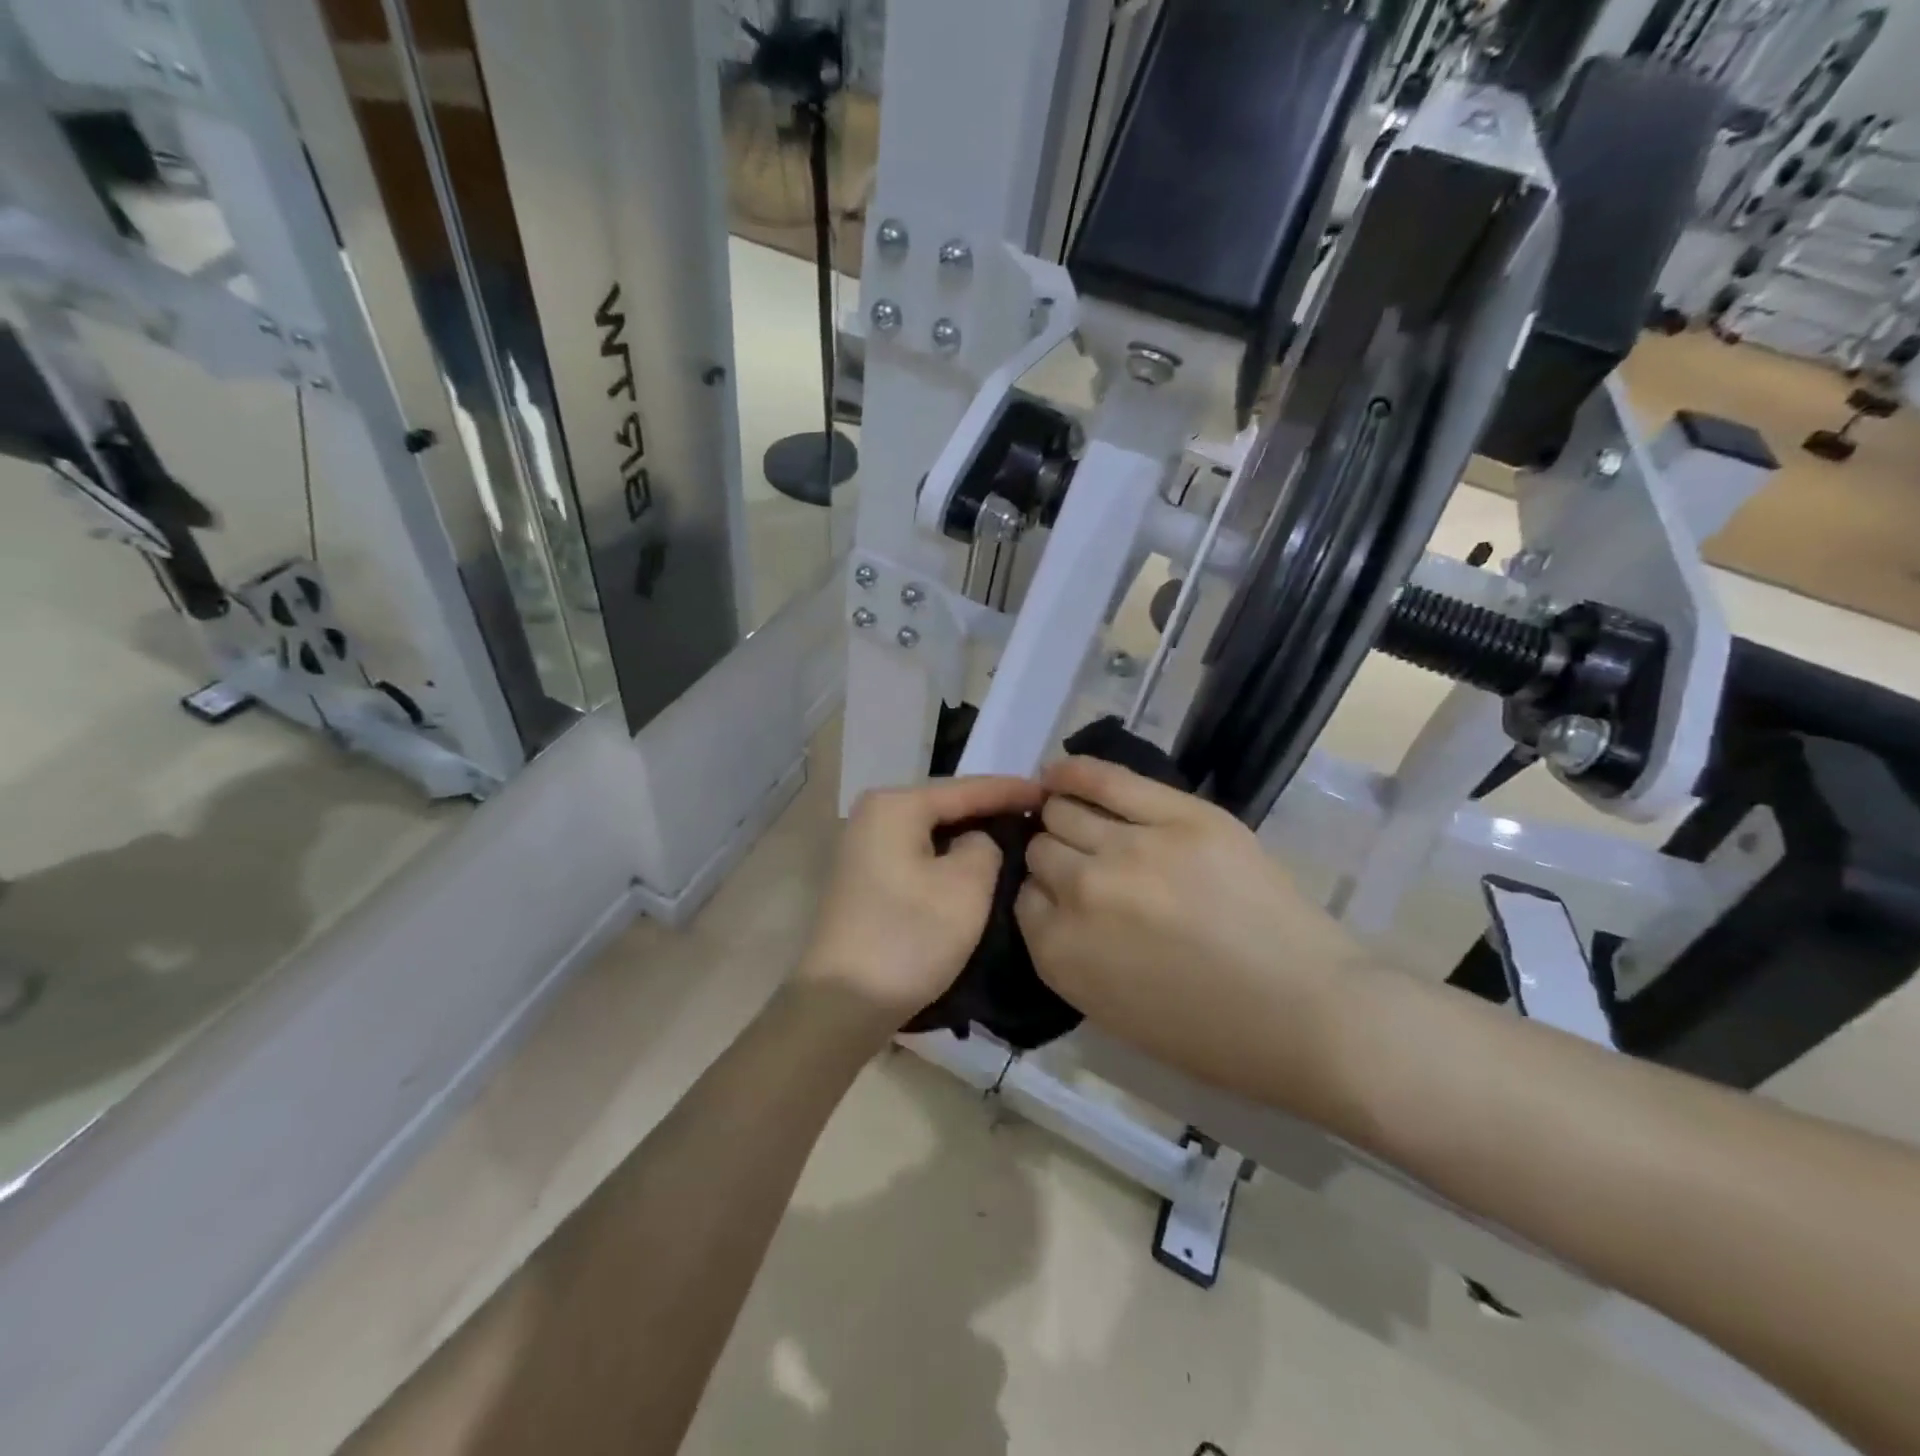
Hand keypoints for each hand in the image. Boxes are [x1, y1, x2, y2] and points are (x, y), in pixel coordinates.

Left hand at [795, 776, 1044, 1038]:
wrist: (841, 1004)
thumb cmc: (909, 937)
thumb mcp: (966, 886)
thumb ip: (986, 846)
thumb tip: (976, 842)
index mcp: (895, 806)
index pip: (966, 789)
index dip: (1011, 790)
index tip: (1050, 792)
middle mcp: (872, 816)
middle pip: (945, 805)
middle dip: (989, 810)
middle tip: (1036, 814)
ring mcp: (863, 848)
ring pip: (931, 831)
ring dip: (969, 836)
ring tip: (1013, 836)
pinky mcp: (864, 879)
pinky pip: (918, 854)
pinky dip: (947, 857)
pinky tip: (974, 865)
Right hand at [1015, 757, 1368, 1103]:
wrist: (1308, 1016)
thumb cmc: (1212, 1034)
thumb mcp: (1110, 1011)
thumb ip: (1067, 953)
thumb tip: (1050, 900)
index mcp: (1060, 953)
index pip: (1022, 898)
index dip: (1043, 895)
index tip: (1062, 898)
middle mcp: (1081, 892)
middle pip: (1041, 850)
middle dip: (1053, 858)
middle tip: (1082, 865)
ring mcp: (1131, 848)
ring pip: (1065, 812)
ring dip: (1064, 818)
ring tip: (1078, 819)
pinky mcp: (1179, 816)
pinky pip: (1107, 780)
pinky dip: (1075, 772)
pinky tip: (1060, 772)